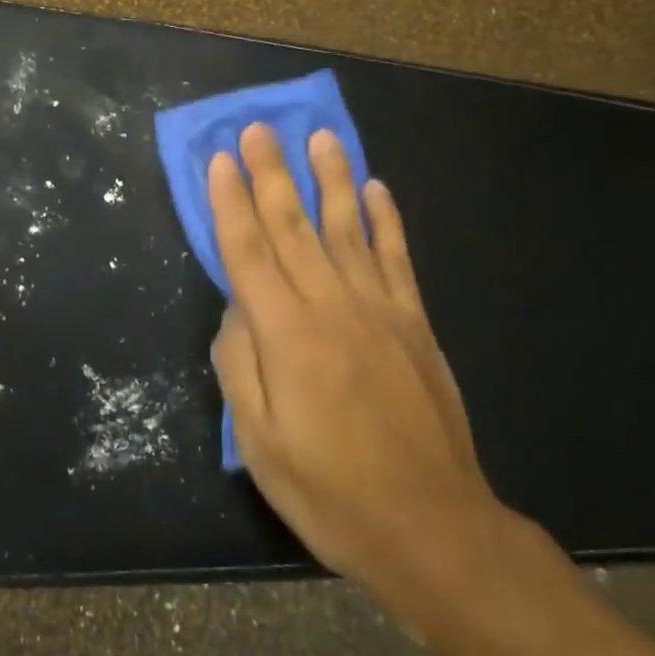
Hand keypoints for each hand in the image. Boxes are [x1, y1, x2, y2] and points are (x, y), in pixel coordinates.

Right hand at [208, 125, 508, 618]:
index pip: (249, 251)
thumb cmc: (331, 492)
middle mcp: (332, 306)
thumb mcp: (260, 443)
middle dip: (273, 174)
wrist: (432, 528)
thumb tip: (236, 309)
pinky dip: (386, 220)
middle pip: (294, 226)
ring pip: (348, 228)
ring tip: (320, 137)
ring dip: (331, 179)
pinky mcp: (415, 324)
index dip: (231, 203)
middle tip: (261, 127)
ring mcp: (380, 310)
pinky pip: (397, 258)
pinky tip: (376, 189)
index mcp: (286, 334)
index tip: (222, 159)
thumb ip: (240, 366)